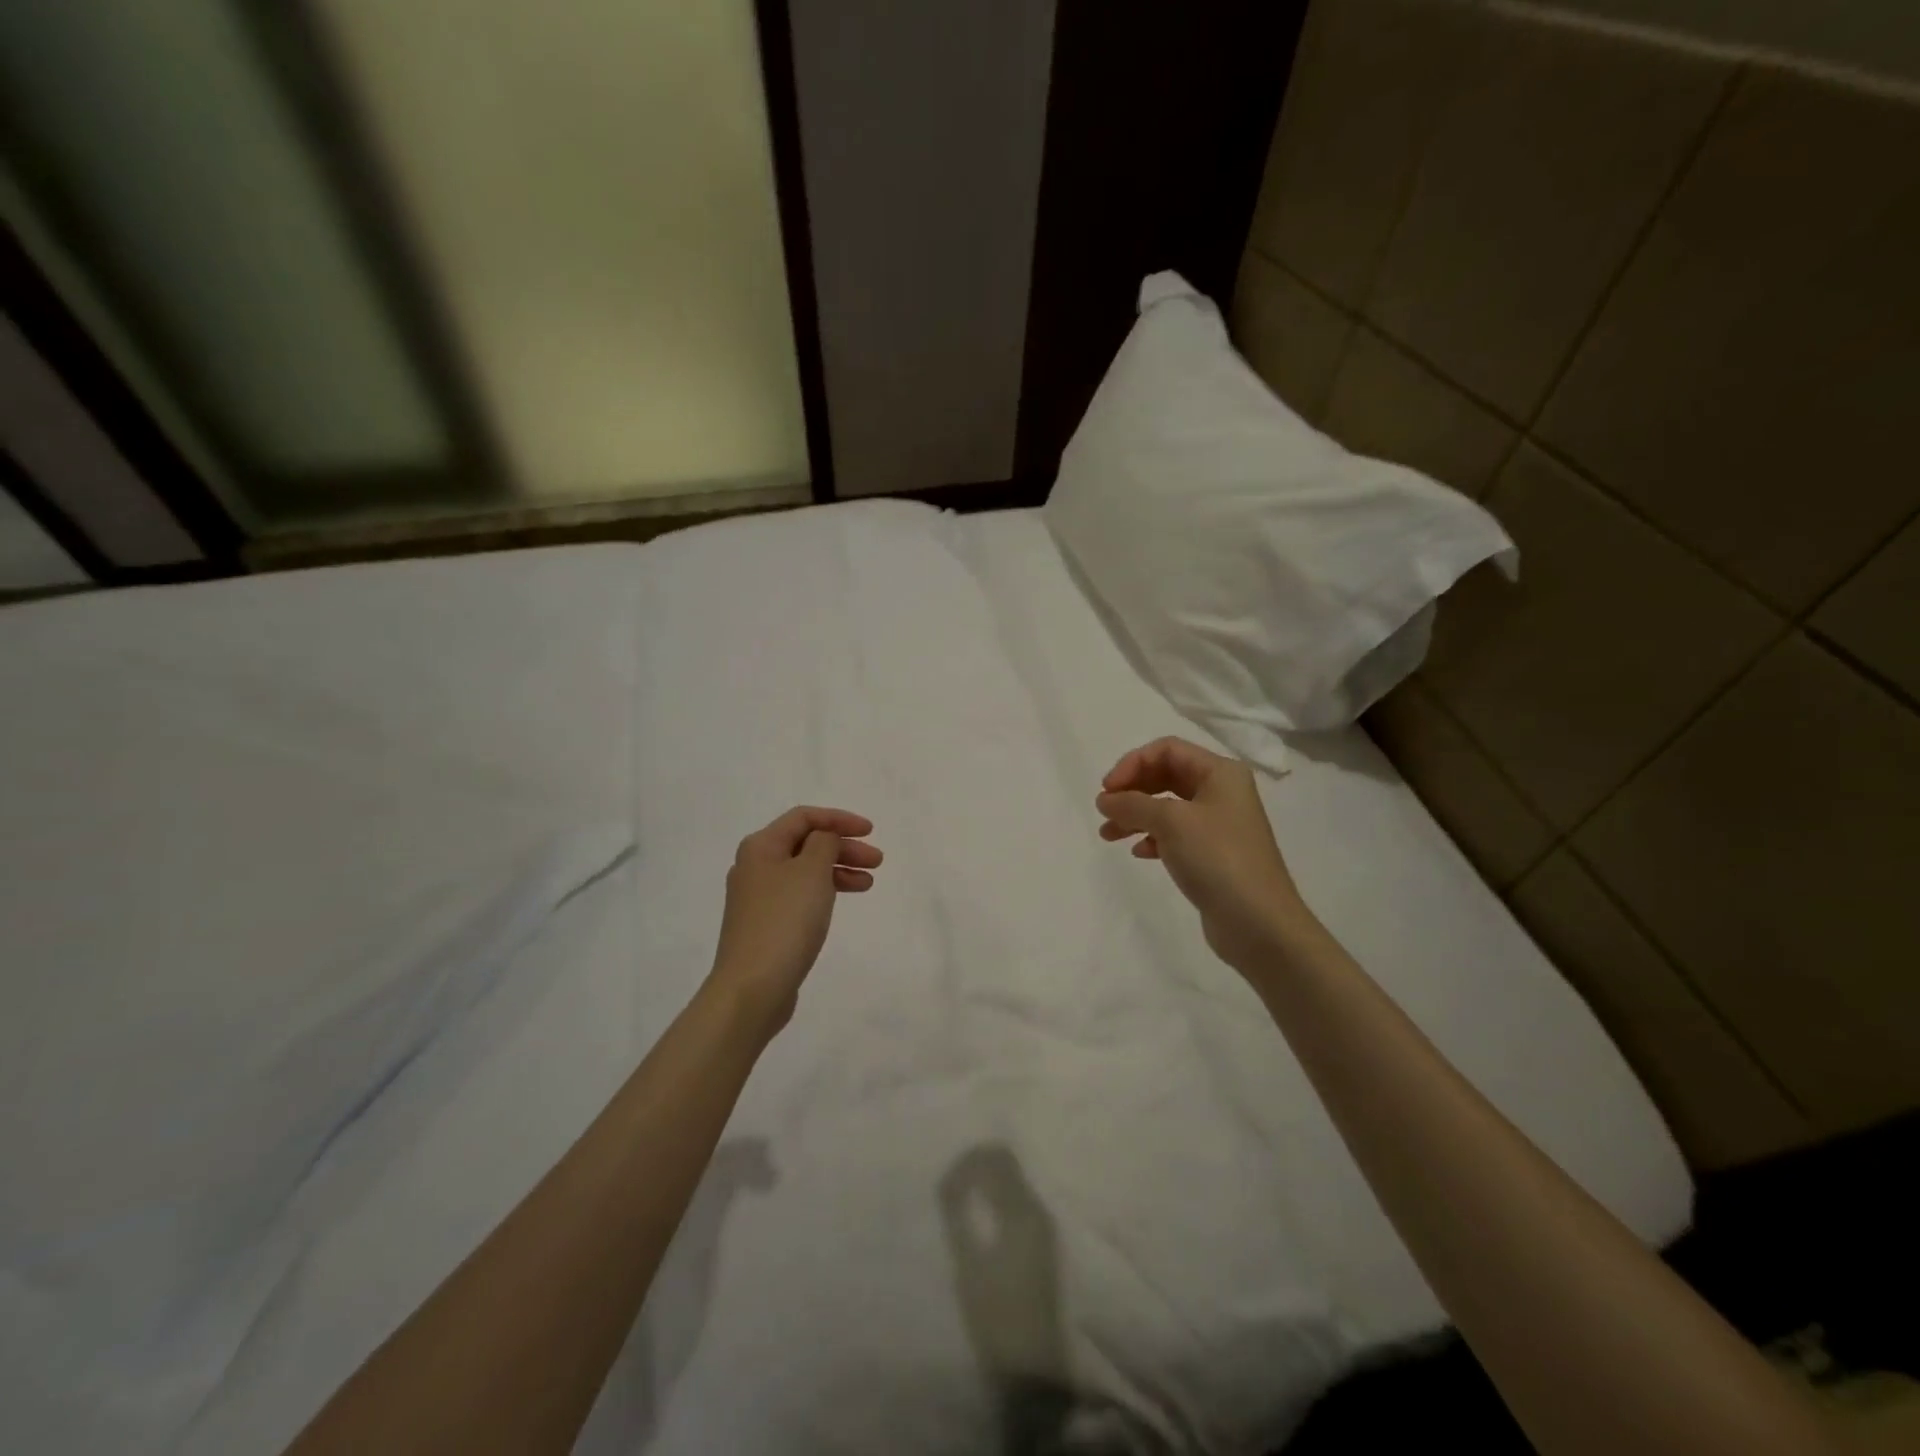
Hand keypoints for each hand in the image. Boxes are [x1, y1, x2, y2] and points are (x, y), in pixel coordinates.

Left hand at [708, 806, 881, 1037]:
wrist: (752, 987)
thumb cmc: (785, 921)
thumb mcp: (811, 871)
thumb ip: (824, 843)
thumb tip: (824, 839)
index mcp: (760, 847)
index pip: (804, 817)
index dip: (839, 819)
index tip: (870, 831)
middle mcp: (755, 867)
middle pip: (805, 844)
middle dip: (843, 847)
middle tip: (877, 860)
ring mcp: (758, 898)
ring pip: (805, 871)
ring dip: (838, 870)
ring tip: (868, 883)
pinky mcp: (766, 925)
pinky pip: (800, 895)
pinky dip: (824, 892)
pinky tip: (841, 902)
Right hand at [1095, 737, 1306, 975]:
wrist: (1259, 923)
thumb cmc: (1217, 859)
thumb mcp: (1171, 822)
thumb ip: (1132, 804)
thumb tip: (1105, 799)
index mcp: (1220, 773)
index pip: (1167, 750)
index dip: (1132, 763)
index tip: (1107, 790)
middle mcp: (1221, 792)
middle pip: (1165, 775)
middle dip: (1131, 790)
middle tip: (1105, 810)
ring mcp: (1218, 824)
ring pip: (1166, 807)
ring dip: (1135, 815)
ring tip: (1108, 835)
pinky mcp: (1212, 853)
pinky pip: (1175, 834)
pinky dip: (1152, 837)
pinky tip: (1139, 852)